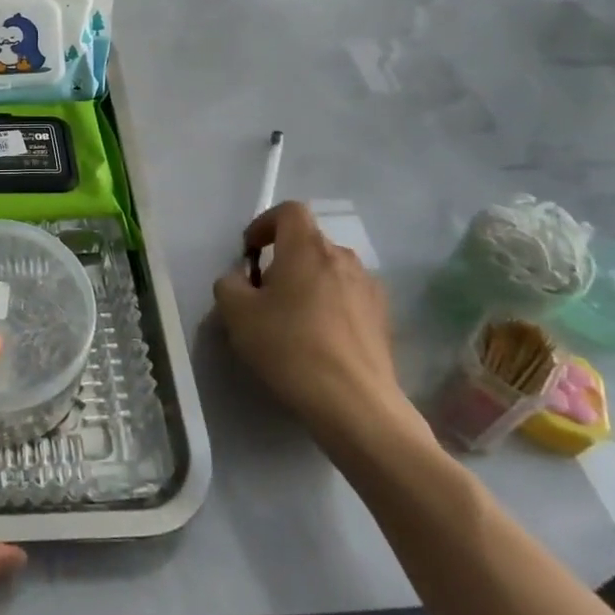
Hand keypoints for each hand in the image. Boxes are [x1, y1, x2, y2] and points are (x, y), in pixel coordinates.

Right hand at [213, 202, 416, 452]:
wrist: (355, 404)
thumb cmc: (289, 347)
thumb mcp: (237, 314)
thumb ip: (230, 284)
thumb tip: (241, 279)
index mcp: (307, 248)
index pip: (289, 210)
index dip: (265, 224)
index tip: (251, 253)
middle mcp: (343, 258)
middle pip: (309, 242)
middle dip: (285, 259)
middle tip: (266, 293)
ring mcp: (369, 288)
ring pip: (330, 271)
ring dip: (310, 283)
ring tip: (294, 319)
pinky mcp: (384, 319)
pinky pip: (349, 298)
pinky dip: (331, 307)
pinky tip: (320, 341)